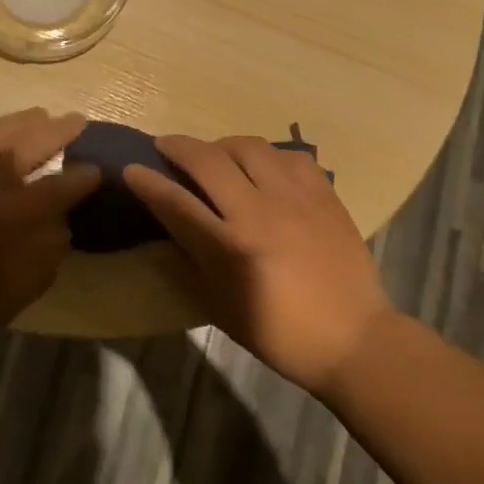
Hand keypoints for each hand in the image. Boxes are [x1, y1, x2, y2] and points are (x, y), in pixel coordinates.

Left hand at [0, 109, 100, 361]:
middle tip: (78, 124)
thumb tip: (62, 225)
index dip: (85, 177)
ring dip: (26, 124)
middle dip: (61, 131)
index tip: (98, 171)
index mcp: (9, 212)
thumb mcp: (8, 298)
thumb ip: (43, 258)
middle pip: (33, 140)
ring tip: (43, 119)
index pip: (61, 184)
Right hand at [125, 135, 398, 397]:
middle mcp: (259, 212)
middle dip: (178, 147)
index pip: (175, 202)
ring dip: (221, 145)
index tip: (131, 168)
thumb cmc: (278, 332)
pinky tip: (262, 167)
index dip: (147, 182)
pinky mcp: (325, 194)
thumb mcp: (219, 307)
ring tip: (214, 155)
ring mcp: (296, 198)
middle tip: (165, 146)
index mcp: (230, 247)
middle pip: (208, 160)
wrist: (353, 338)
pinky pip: (290, 156)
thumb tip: (161, 231)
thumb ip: (186, 263)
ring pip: (249, 147)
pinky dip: (267, 155)